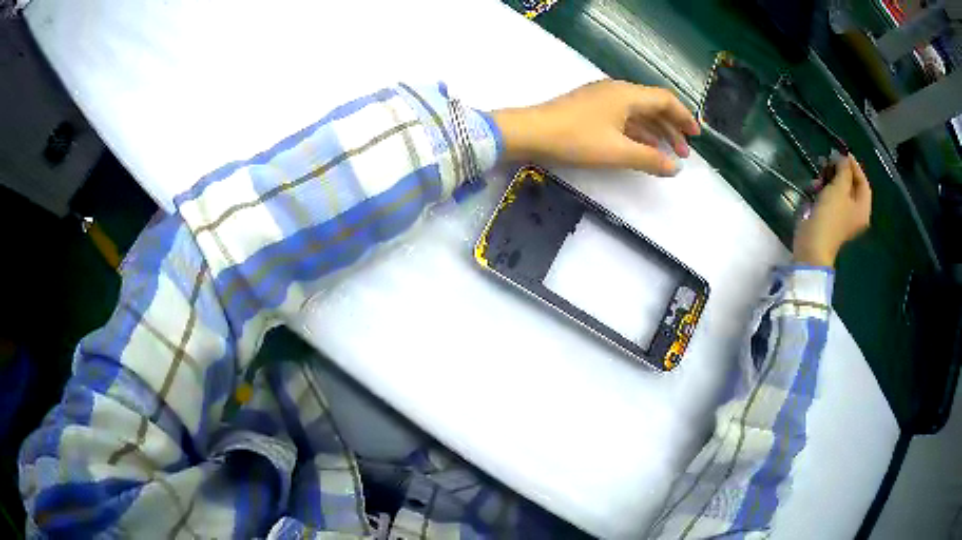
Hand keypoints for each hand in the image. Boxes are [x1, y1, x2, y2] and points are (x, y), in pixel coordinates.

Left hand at [491, 79, 699, 175]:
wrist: (530, 132)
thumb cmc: (576, 139)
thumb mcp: (617, 151)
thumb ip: (650, 159)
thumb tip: (676, 168)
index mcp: (627, 94)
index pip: (665, 100)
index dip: (684, 117)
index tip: (697, 136)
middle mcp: (617, 91)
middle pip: (653, 106)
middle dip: (671, 128)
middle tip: (684, 152)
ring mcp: (601, 99)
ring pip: (637, 113)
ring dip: (655, 132)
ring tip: (667, 155)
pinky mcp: (589, 109)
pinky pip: (622, 118)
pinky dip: (636, 133)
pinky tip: (641, 148)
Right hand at [793, 155, 871, 267]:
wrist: (812, 244)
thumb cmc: (830, 216)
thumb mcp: (839, 188)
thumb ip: (843, 170)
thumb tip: (842, 157)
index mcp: (862, 208)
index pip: (863, 182)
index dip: (854, 165)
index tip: (842, 152)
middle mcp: (855, 213)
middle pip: (851, 185)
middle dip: (840, 171)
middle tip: (828, 159)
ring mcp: (842, 217)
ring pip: (839, 190)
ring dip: (829, 178)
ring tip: (819, 171)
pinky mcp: (829, 218)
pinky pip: (830, 198)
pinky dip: (823, 189)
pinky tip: (814, 185)